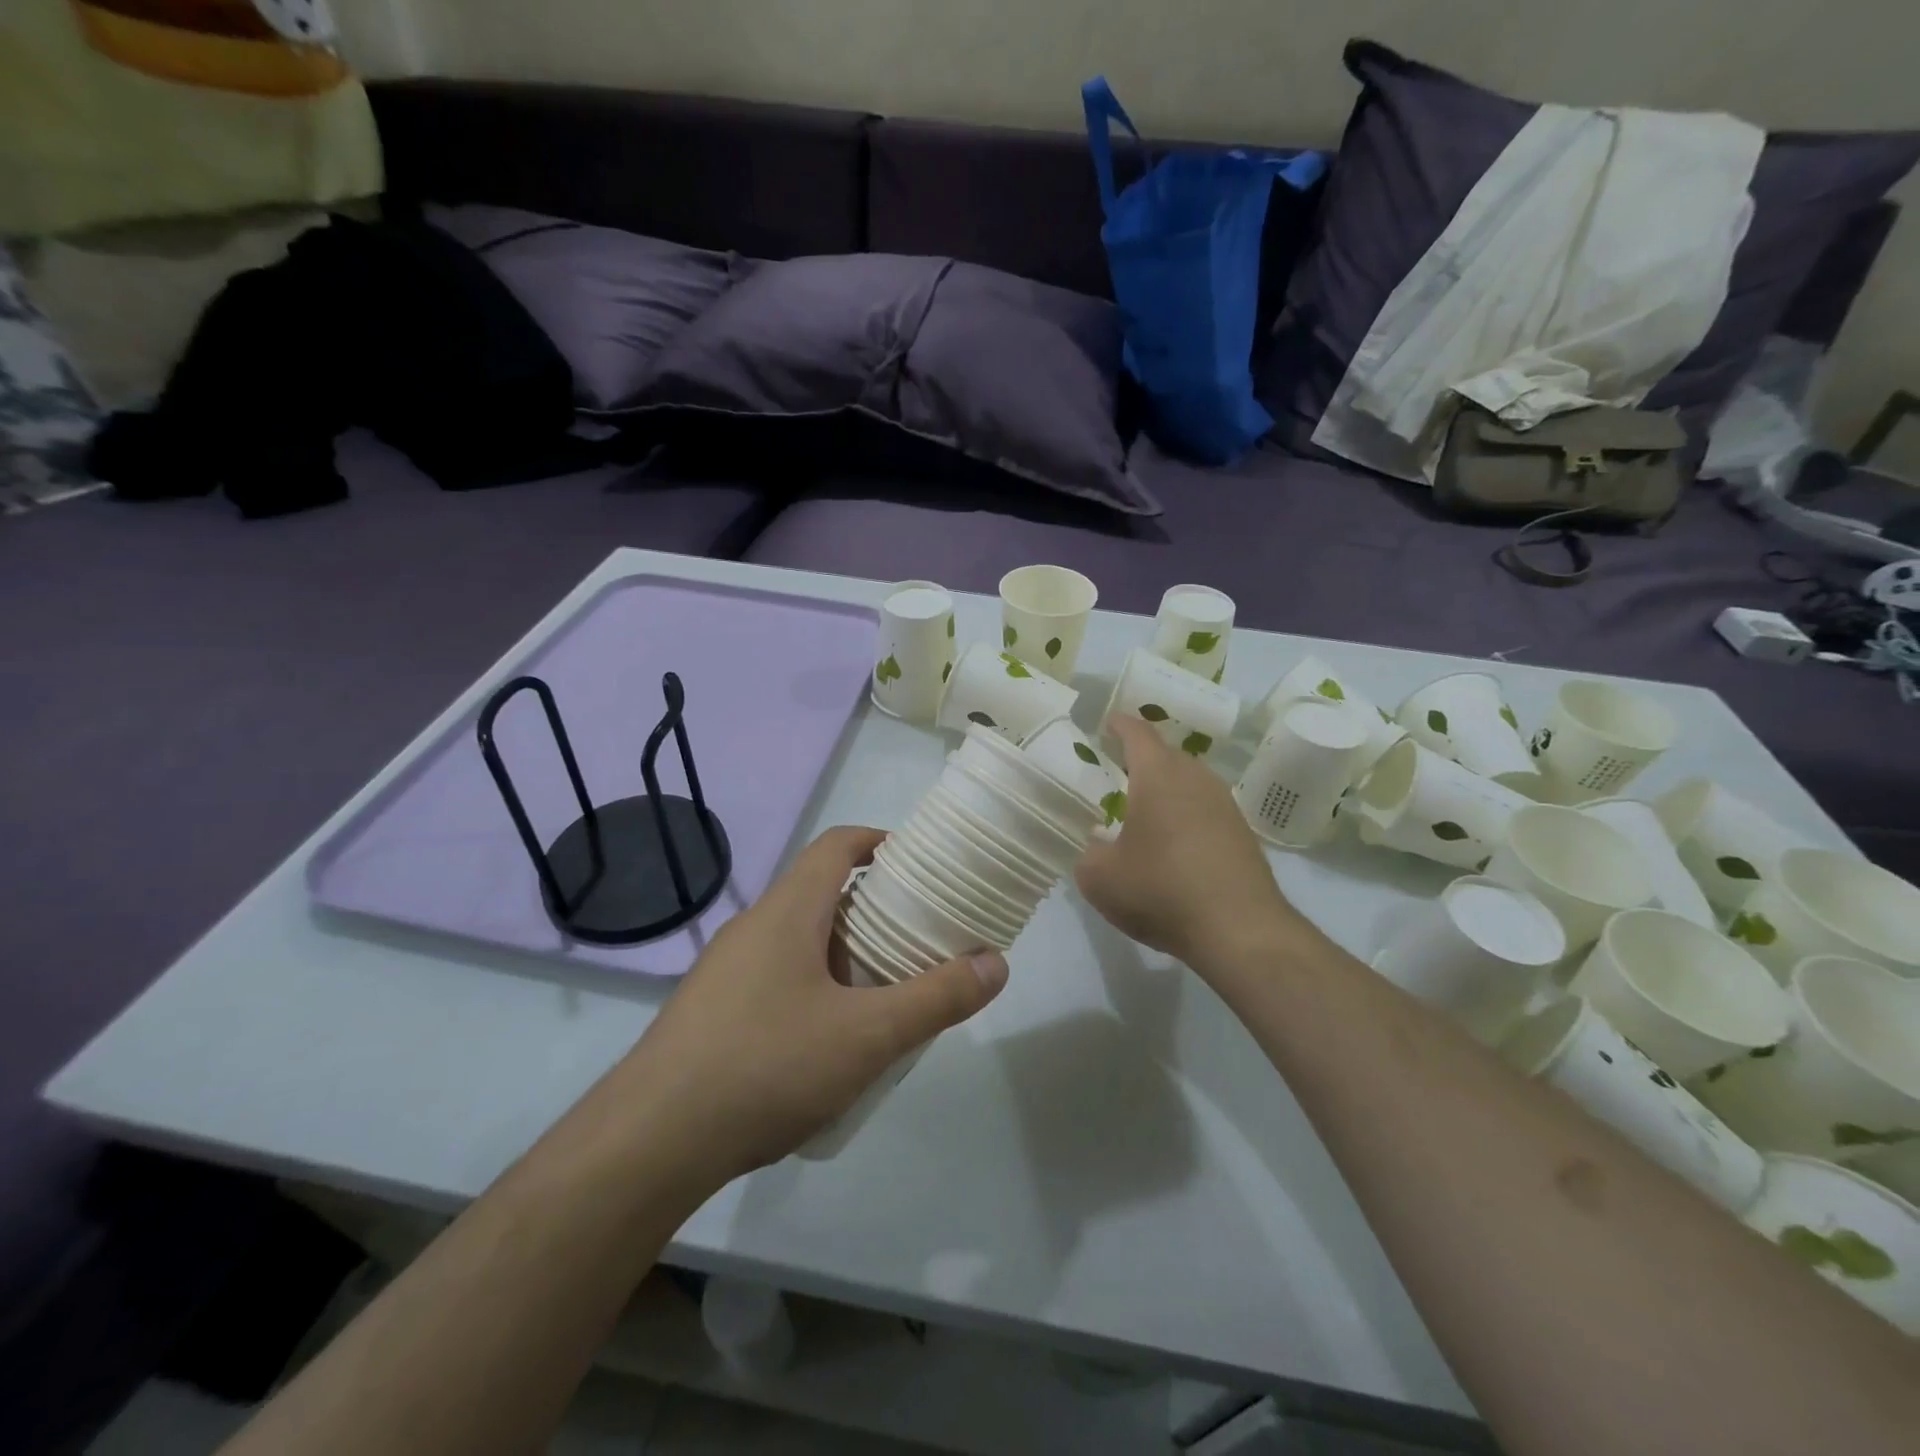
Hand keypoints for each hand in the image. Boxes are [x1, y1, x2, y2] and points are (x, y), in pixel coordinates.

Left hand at [621, 826, 1007, 1182]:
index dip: (879, 842)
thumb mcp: (867, 1036)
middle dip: (873, 908)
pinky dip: (813, 986)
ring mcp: (726, 970)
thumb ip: (937, 998)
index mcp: (787, 911)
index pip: (836, 845)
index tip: (920, 864)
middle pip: (821, 893)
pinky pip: (775, 977)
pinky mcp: (711, 1011)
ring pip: (797, 939)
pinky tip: (829, 1041)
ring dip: (843, 953)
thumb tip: (996, 962)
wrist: (649, 1142)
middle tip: (917, 938)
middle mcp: (753, 927)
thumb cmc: (766, 1066)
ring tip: (884, 992)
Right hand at [1076, 716, 1300, 970]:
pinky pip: (1206, 810)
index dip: (1120, 725)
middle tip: (1119, 774)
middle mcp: (1196, 779)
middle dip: (1143, 760)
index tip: (1108, 724)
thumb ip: (1090, 855)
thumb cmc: (1161, 890)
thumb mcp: (1101, 879)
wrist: (1239, 930)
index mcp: (1158, 776)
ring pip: (1190, 783)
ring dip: (1168, 790)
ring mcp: (1225, 805)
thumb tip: (1099, 847)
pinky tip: (1175, 846)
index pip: (1138, 733)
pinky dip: (1187, 817)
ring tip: (1146, 812)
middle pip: (1167, 756)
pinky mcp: (1242, 834)